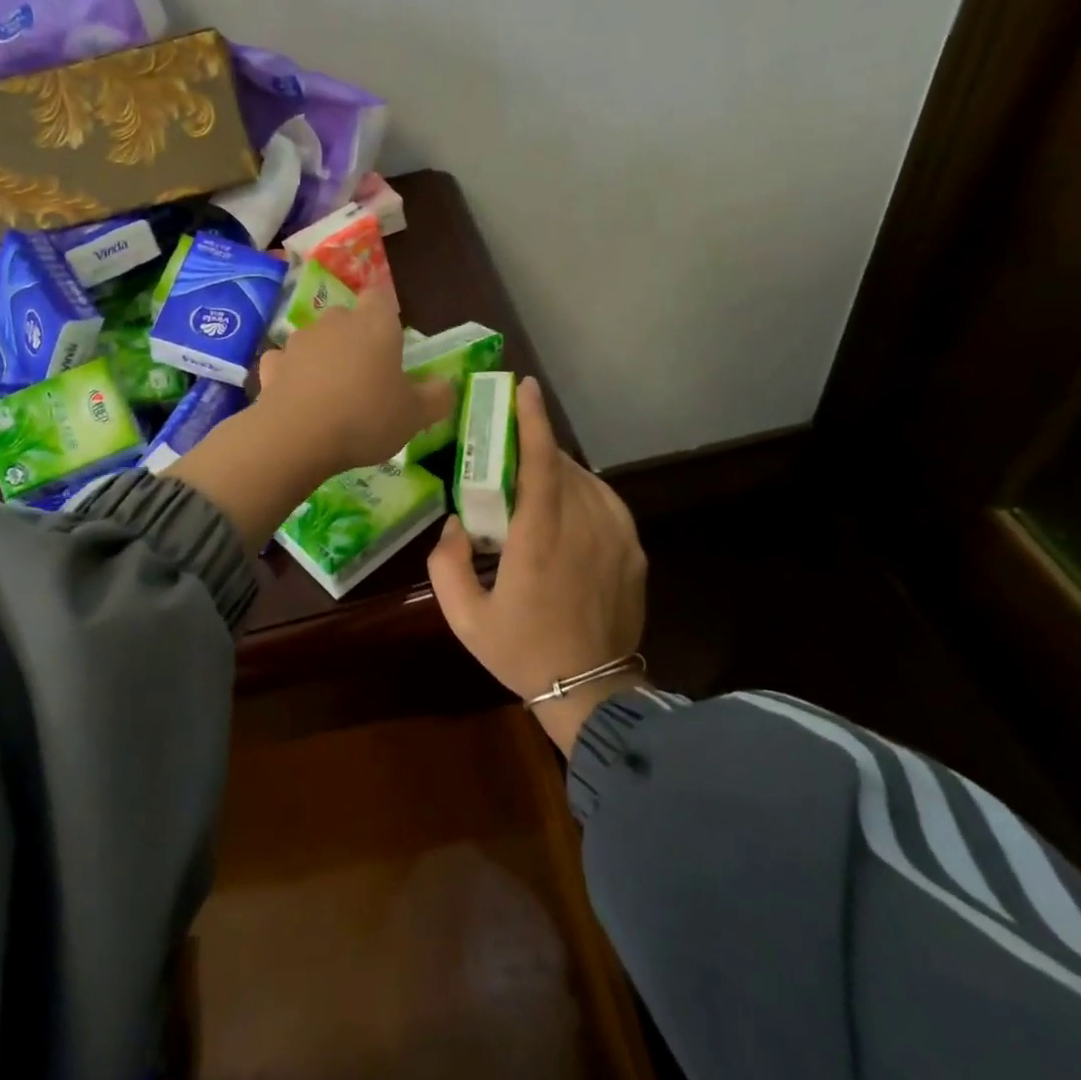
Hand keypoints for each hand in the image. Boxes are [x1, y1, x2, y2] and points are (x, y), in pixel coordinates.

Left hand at [166, 284, 453, 554]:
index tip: (392, 343)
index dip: (386, 315)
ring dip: (324, 358)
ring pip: (316, 340)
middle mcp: (335, 323)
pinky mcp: (271, 366)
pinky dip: (292, 375)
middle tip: (367, 375)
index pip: (381, 297)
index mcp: (374, 325)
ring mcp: (298, 342)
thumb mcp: (415, 416)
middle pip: (347, 318)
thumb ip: (437, 397)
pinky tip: (300, 399)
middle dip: (355, 339)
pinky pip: (286, 363)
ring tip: (333, 393)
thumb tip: (445, 385)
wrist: (296, 438)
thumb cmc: (365, 418)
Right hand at [428, 377, 647, 755]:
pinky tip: (568, 507)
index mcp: (539, 538)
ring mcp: (617, 539)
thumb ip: (446, 563)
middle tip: (512, 446)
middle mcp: (584, 528)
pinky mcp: (634, 553)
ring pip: (588, 482)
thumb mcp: (464, 617)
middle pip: (564, 465)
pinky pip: (607, 504)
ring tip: (536, 480)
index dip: (533, 420)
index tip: (524, 388)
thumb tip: (455, 523)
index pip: (541, 462)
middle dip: (539, 445)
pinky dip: (584, 492)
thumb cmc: (522, 652)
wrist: (591, 691)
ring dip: (561, 470)